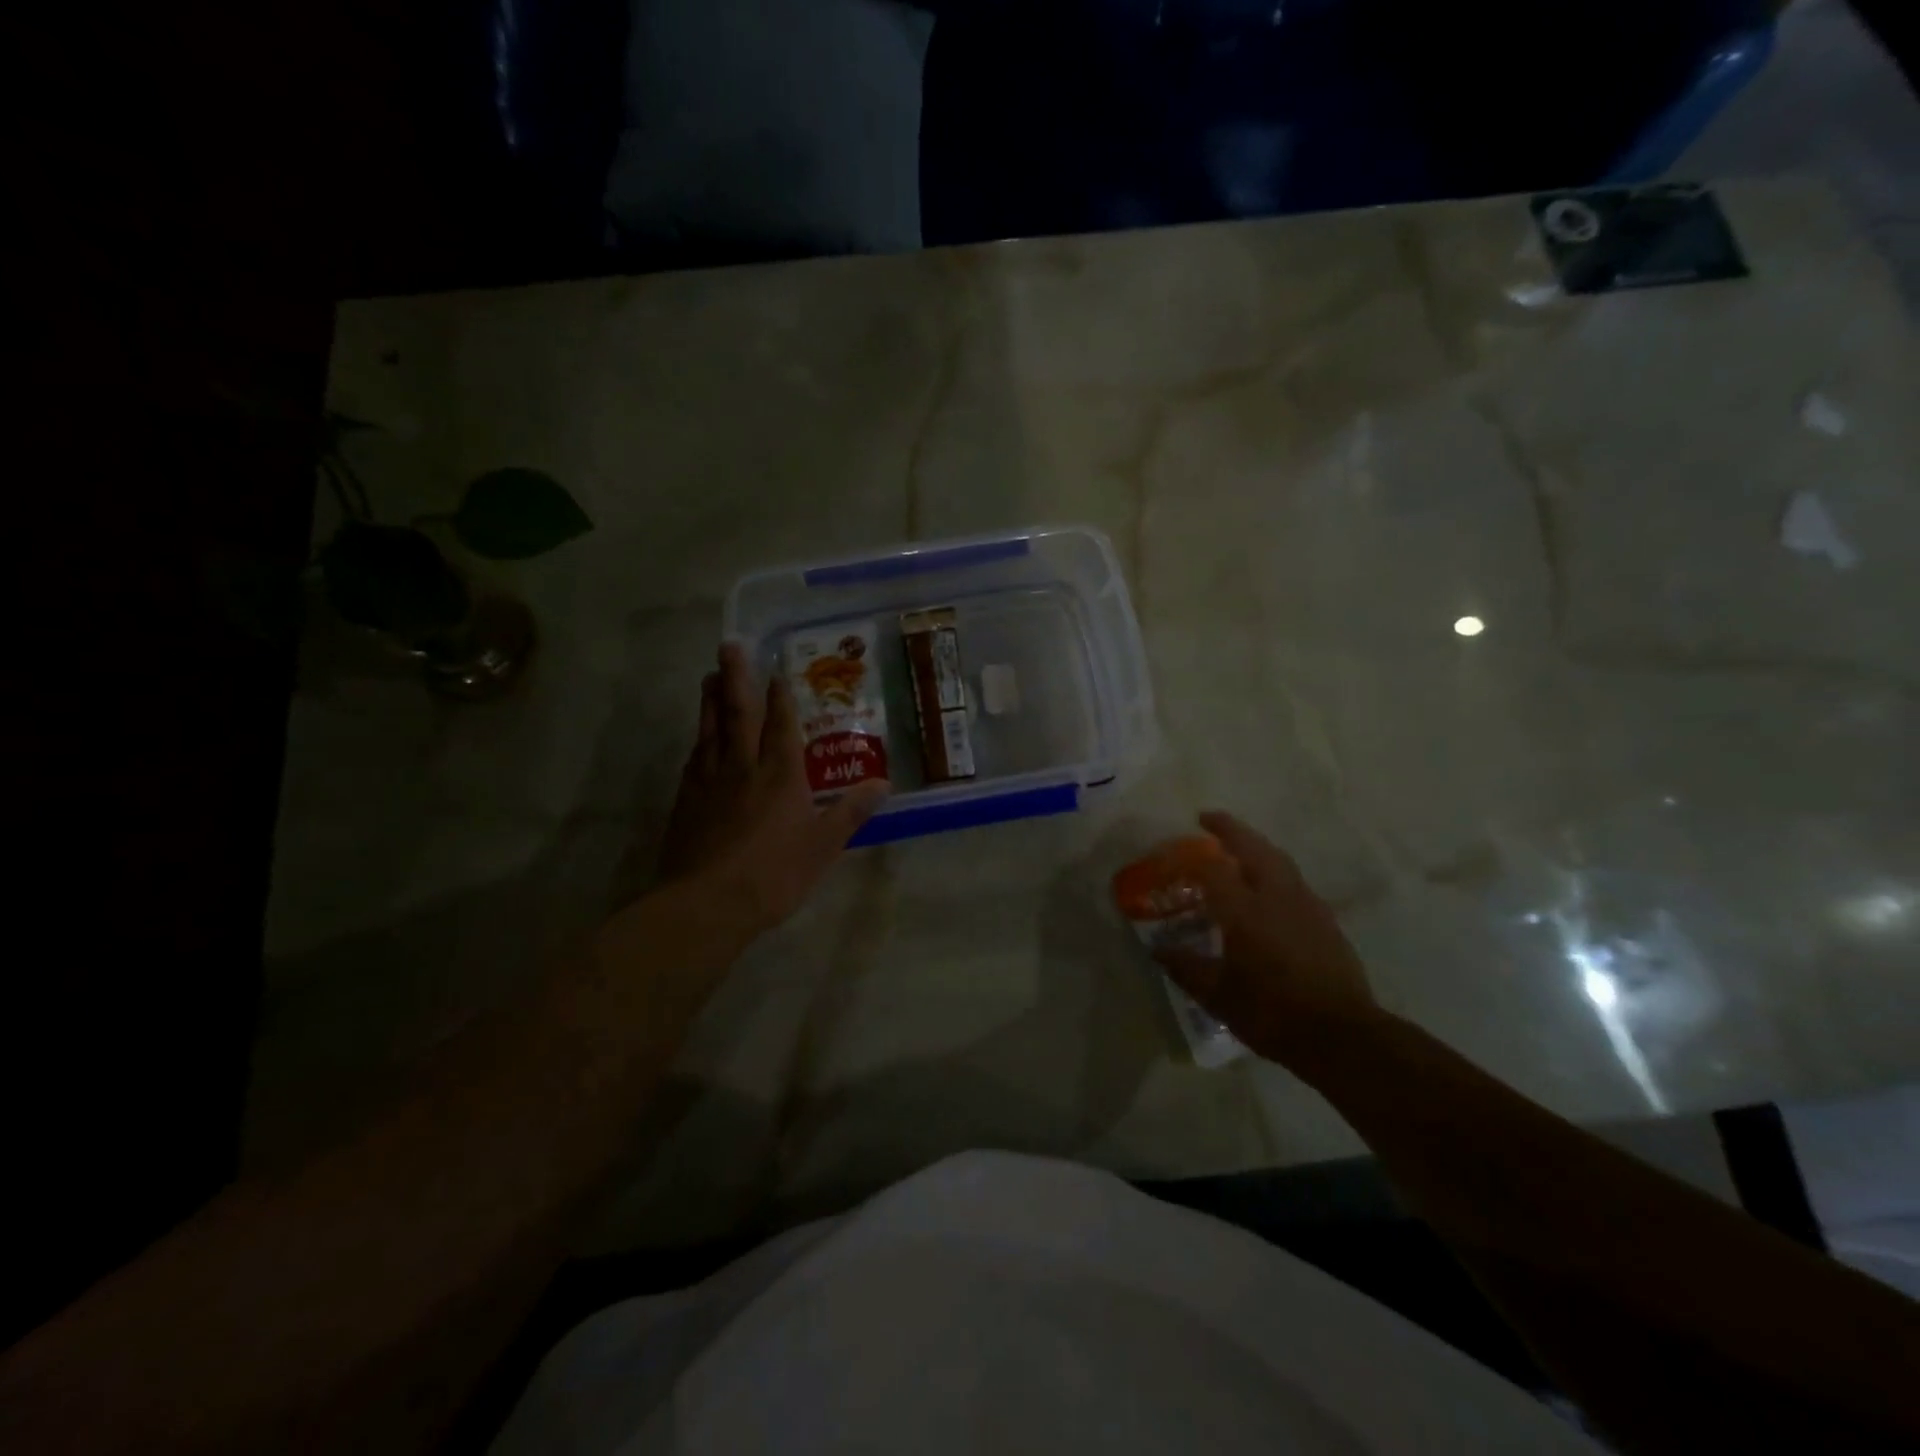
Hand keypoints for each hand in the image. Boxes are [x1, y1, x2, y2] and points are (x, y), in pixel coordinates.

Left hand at [658, 642, 890, 933]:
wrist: (707, 903)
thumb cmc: (774, 873)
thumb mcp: (823, 845)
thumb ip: (851, 812)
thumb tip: (882, 784)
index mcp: (780, 775)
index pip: (780, 725)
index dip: (780, 696)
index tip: (777, 669)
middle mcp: (742, 768)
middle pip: (737, 714)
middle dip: (736, 678)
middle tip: (729, 645)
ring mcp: (709, 783)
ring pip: (710, 731)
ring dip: (710, 701)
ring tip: (708, 676)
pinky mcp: (686, 802)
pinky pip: (693, 760)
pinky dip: (697, 741)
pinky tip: (697, 739)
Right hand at [1155, 812, 1380, 1068]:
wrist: (1342, 1036)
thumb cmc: (1272, 1013)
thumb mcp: (1218, 996)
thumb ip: (1186, 968)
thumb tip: (1159, 950)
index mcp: (1244, 911)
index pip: (1211, 868)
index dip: (1187, 857)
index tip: (1169, 854)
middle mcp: (1276, 896)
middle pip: (1252, 847)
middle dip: (1229, 828)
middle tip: (1208, 819)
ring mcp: (1306, 905)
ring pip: (1278, 859)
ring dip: (1255, 845)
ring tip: (1238, 847)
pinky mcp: (1325, 920)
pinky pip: (1294, 881)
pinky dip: (1275, 870)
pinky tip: (1269, 888)